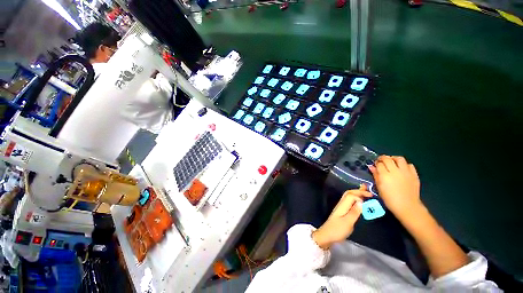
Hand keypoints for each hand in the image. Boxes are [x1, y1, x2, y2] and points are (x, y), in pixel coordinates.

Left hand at [312, 186, 371, 248]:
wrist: (327, 235)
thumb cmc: (337, 230)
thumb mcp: (348, 222)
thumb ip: (354, 212)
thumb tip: (361, 202)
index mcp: (343, 205)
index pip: (351, 195)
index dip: (360, 193)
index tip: (371, 195)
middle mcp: (341, 204)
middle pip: (349, 194)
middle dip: (358, 190)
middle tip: (367, 188)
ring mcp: (341, 208)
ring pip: (348, 197)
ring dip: (356, 193)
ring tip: (364, 191)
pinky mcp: (342, 212)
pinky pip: (349, 202)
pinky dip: (355, 199)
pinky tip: (358, 201)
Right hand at [369, 156, 422, 220]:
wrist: (407, 206)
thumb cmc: (389, 198)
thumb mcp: (379, 187)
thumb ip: (375, 175)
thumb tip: (371, 167)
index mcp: (385, 175)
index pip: (379, 164)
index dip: (376, 163)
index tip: (375, 165)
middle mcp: (395, 171)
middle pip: (388, 159)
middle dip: (383, 158)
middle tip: (381, 161)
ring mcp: (406, 172)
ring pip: (399, 159)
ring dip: (394, 158)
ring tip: (391, 162)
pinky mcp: (414, 174)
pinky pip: (409, 165)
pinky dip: (404, 165)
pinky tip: (402, 169)